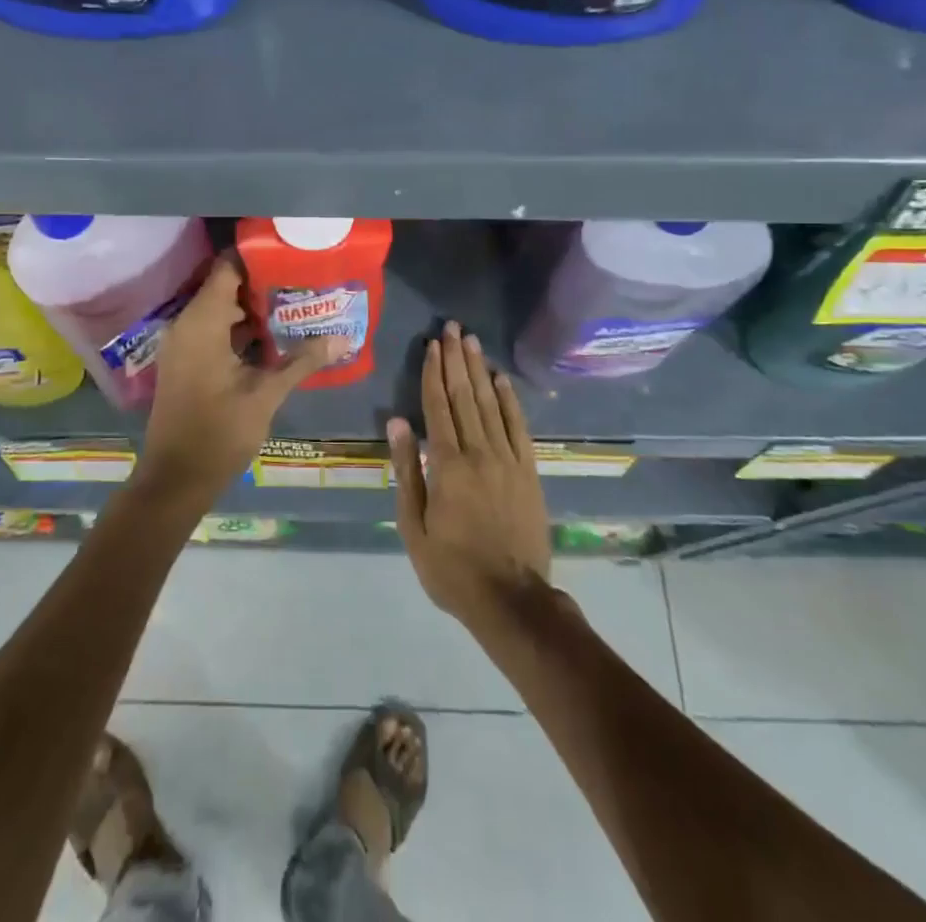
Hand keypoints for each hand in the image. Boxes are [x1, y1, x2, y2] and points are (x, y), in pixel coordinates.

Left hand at [140, 257, 346, 508]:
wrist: (175, 479)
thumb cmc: (218, 432)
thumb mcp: (265, 394)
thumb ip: (302, 361)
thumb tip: (343, 338)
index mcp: (201, 322)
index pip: (227, 268)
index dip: (257, 257)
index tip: (290, 254)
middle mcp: (186, 324)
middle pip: (225, 287)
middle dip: (263, 283)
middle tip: (302, 282)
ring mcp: (182, 344)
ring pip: (219, 310)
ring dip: (253, 308)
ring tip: (295, 305)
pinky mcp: (184, 361)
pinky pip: (212, 330)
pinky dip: (238, 328)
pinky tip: (272, 338)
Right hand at [389, 322, 551, 633]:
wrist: (511, 599)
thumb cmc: (451, 567)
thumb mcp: (413, 526)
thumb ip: (406, 470)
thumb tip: (396, 422)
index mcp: (447, 465)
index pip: (437, 406)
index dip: (433, 372)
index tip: (432, 344)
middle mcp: (478, 452)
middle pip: (464, 396)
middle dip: (457, 359)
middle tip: (453, 328)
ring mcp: (508, 460)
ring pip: (491, 404)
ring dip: (479, 370)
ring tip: (472, 342)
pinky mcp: (528, 471)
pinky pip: (518, 427)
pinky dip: (510, 400)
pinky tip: (501, 379)